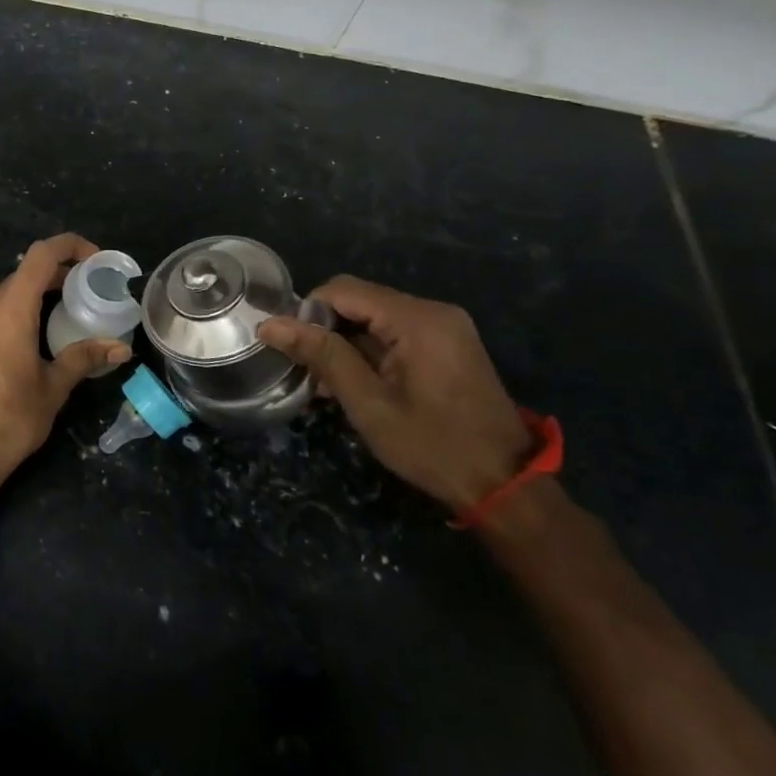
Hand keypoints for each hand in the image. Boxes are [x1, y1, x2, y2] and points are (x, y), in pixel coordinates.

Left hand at [0, 233, 130, 485]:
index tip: (90, 260)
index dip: (69, 247)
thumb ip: (84, 358)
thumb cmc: (11, 420)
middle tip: (67, 296)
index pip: (41, 257)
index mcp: (12, 310)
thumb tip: (121, 347)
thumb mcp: (54, 389)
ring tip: (16, 313)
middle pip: (14, 275)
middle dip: (45, 279)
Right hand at [259, 276, 532, 512]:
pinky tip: (358, 384)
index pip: (341, 290)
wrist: (505, 486)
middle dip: (326, 330)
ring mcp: (446, 326)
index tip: (292, 350)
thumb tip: (270, 324)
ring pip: (375, 317)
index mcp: (416, 318)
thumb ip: (321, 355)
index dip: (308, 313)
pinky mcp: (449, 344)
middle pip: (359, 301)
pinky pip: (396, 332)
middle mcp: (433, 310)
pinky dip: (370, 351)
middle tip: (308, 372)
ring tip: (328, 385)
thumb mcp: (368, 403)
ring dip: (346, 344)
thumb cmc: (432, 445)